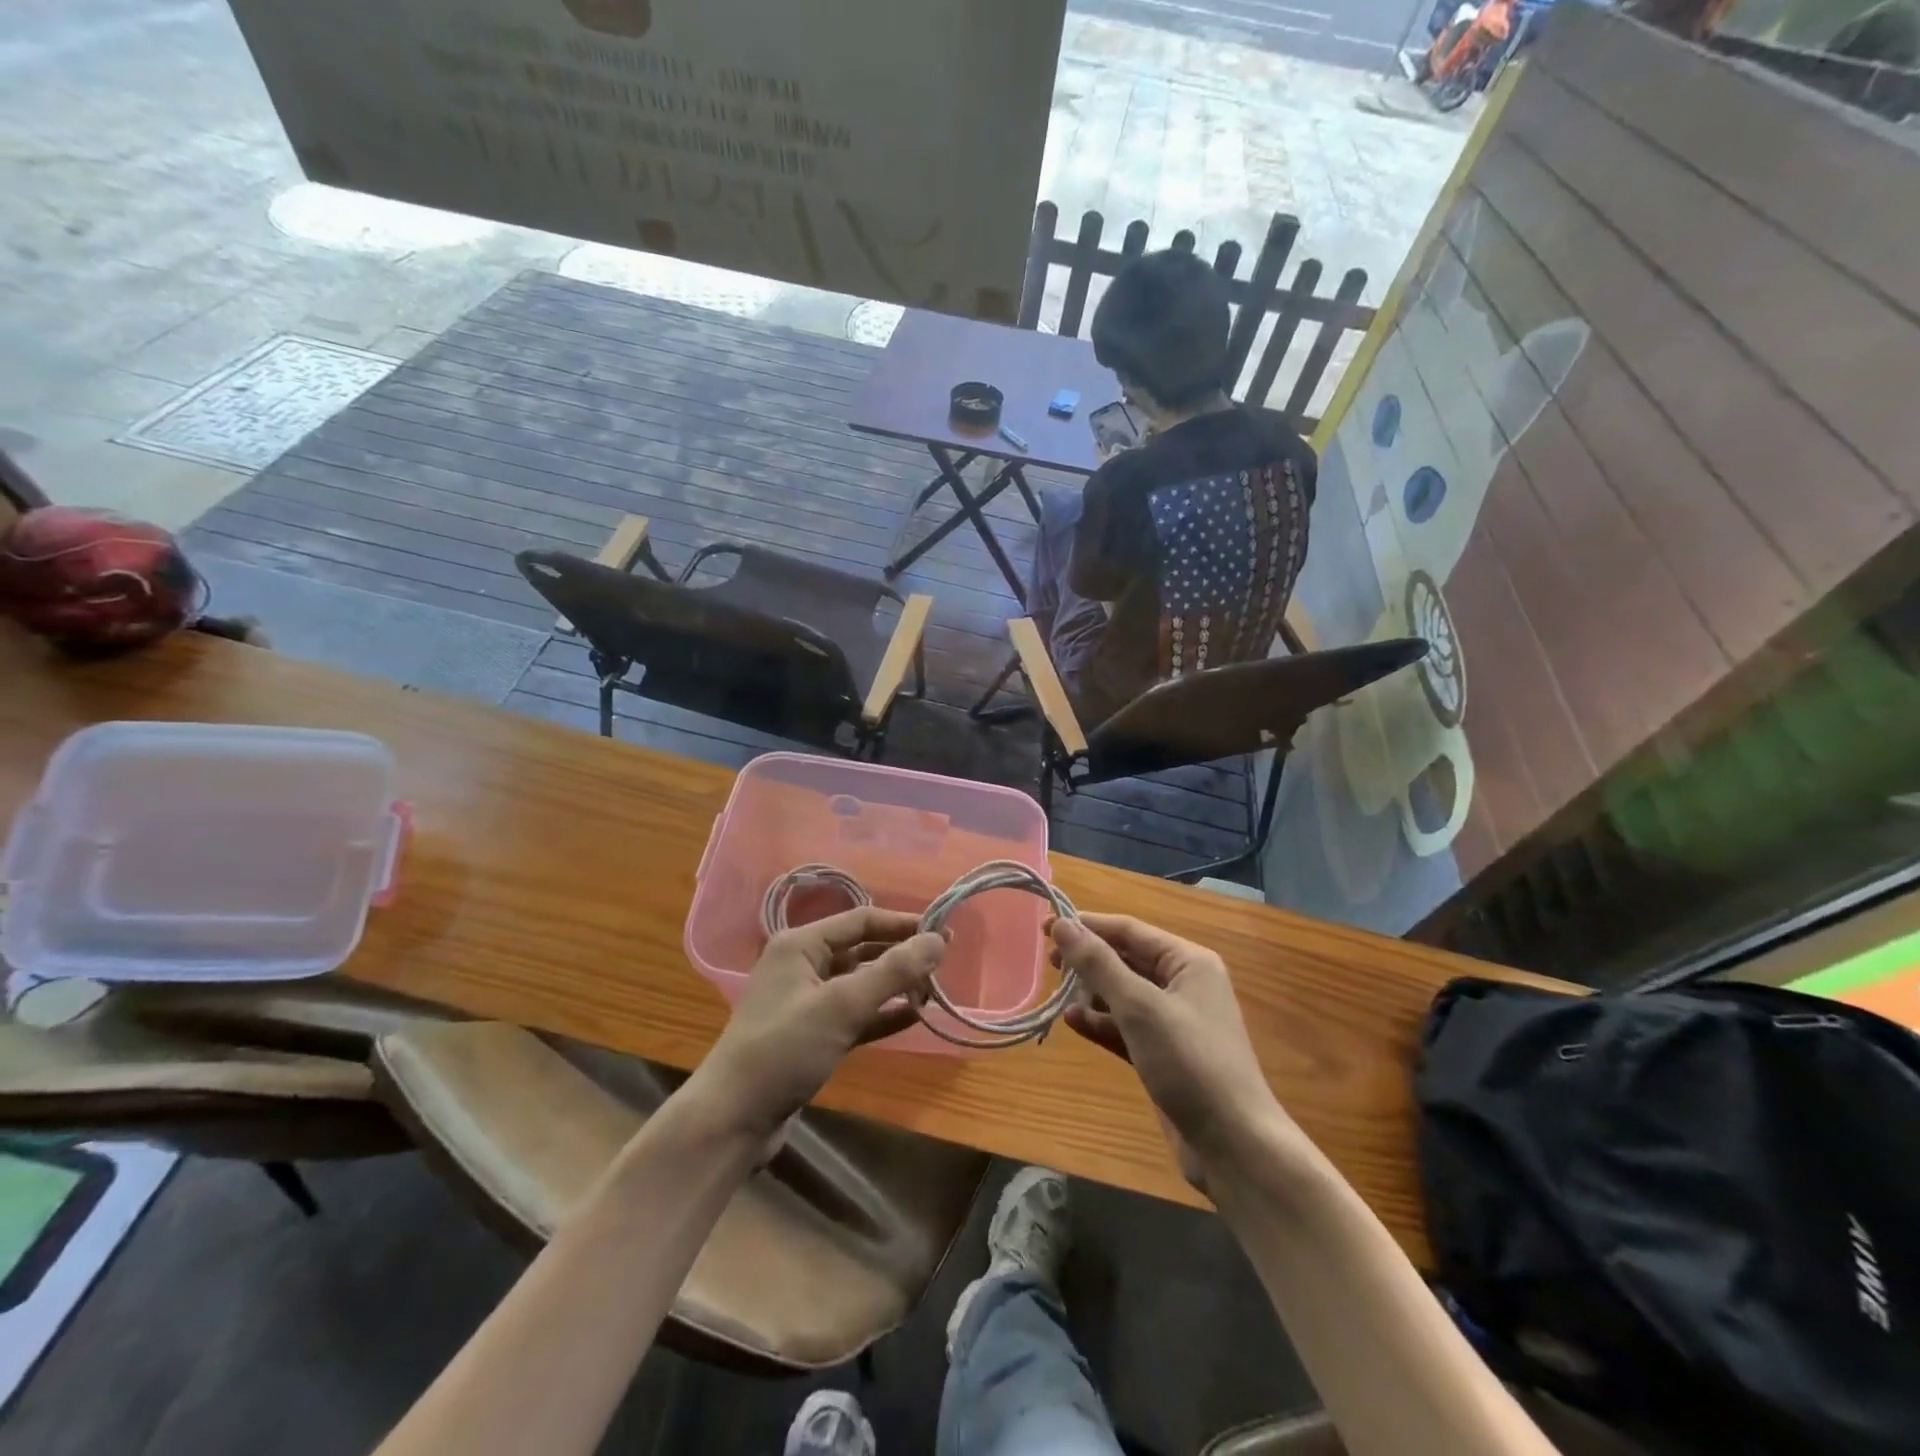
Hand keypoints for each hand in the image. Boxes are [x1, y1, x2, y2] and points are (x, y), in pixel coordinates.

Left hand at [689, 907, 944, 1141]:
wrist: (733, 1120)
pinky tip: (913, 1017)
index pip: (861, 920)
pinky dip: (882, 1013)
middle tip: (944, 961)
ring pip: (860, 983)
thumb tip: (938, 940)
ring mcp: (806, 1002)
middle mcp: (803, 966)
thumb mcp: (842, 1006)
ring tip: (933, 990)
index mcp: (801, 945)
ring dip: (895, 985)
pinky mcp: (812, 1035)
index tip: (942, 932)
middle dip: (901, 955)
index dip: (903, 924)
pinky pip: (855, 1014)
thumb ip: (893, 971)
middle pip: (862, 950)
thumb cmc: (784, 1049)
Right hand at [1055, 914, 1287, 1186]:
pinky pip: (1125, 1027)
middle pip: (1126, 959)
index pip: (1129, 930)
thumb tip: (1061, 924)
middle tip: (1047, 962)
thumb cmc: (1190, 1063)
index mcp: (1188, 962)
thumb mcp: (1140, 1008)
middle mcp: (1184, 985)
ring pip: (1123, 994)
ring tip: (1057, 993)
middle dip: (1088, 959)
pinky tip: (1073, 1022)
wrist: (1234, 1147)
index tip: (1045, 926)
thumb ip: (1098, 964)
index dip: (1087, 925)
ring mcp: (1174, 1022)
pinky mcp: (1164, 1055)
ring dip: (1091, 992)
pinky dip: (1101, 1022)